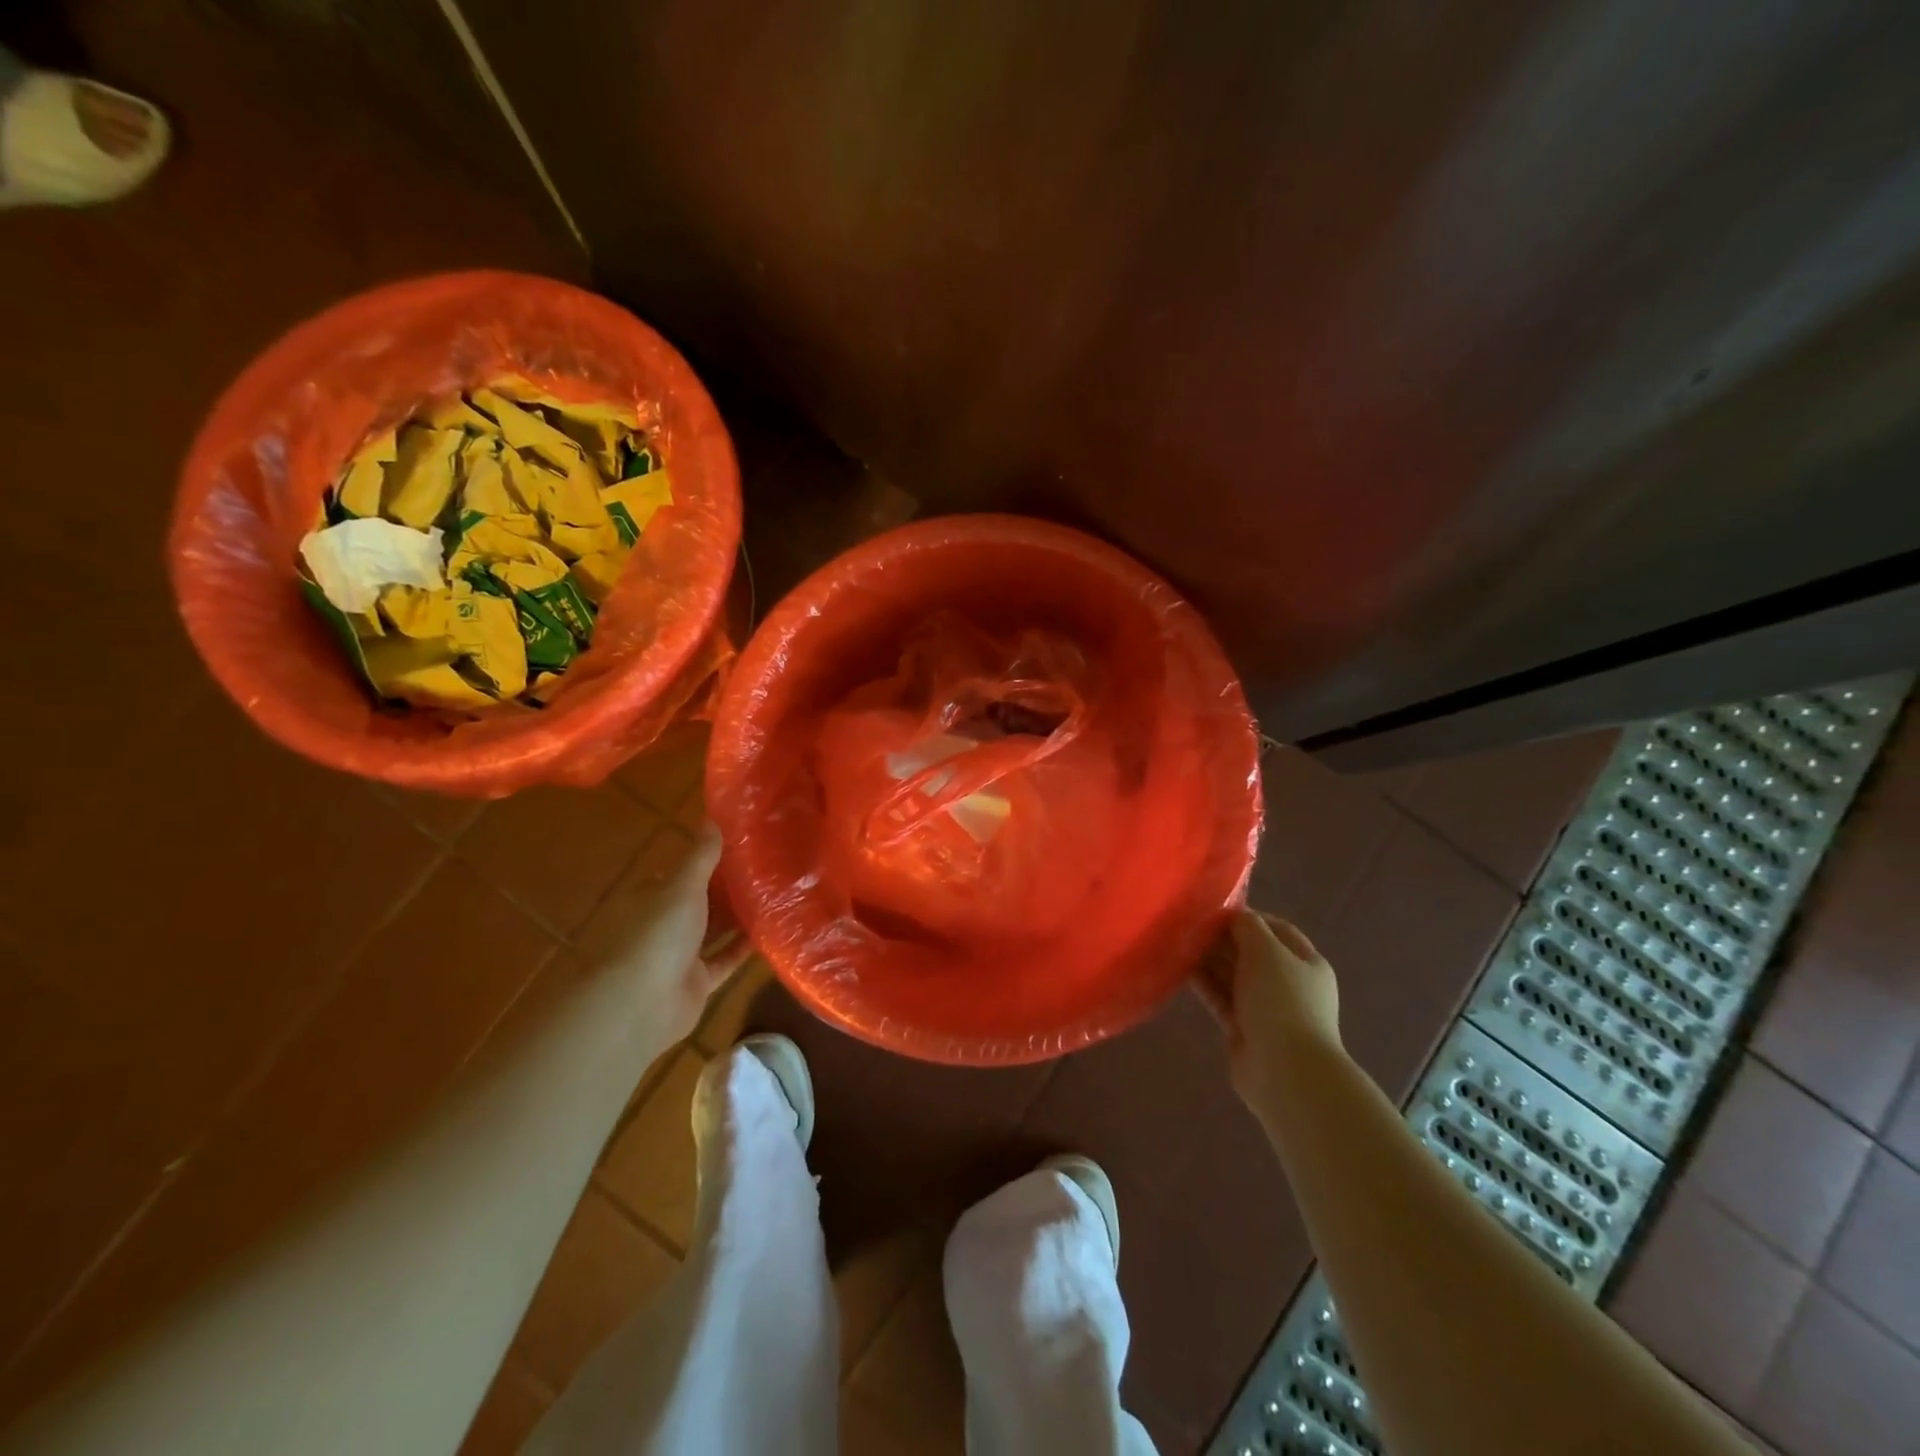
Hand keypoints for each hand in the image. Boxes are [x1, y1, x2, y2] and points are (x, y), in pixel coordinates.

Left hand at [576, 822, 753, 1050]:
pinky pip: (725, 960)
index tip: (744, 847)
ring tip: (776, 896)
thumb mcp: (683, 886)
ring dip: (739, 918)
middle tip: (769, 870)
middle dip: (729, 889)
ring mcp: (680, 955)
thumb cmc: (658, 935)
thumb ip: (701, 856)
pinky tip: (772, 932)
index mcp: (653, 897)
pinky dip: (744, 949)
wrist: (641, 1003)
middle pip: (701, 902)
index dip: (710, 861)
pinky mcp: (697, 982)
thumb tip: (712, 817)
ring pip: (714, 930)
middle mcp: (664, 924)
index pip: (683, 873)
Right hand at [1198, 909, 1342, 1115]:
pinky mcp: (1244, 1029)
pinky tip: (1182, 971)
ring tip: (1180, 945)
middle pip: (1252, 953)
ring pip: (1234, 976)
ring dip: (1210, 961)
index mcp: (1307, 963)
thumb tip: (1233, 917)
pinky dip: (1205, 984)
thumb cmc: (1282, 1001)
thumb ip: (1247, 927)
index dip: (1249, 917)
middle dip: (1224, 939)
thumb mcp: (1266, 951)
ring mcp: (1267, 1008)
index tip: (1216, 910)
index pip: (1277, 929)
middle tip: (1191, 927)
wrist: (1285, 1070)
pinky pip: (1222, 999)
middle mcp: (1289, 984)